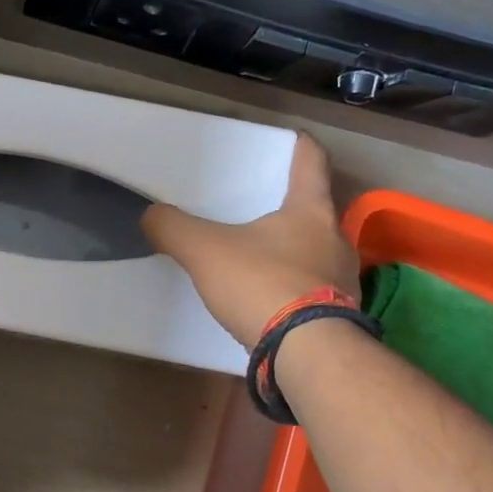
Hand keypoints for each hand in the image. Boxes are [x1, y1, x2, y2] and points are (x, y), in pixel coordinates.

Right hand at [142, 133, 361, 349]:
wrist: (307, 354)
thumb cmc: (263, 285)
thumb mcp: (205, 251)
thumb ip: (173, 228)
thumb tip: (149, 215)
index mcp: (311, 212)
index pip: (312, 163)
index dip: (300, 147)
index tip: (294, 137)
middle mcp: (336, 240)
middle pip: (316, 211)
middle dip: (292, 208)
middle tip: (263, 208)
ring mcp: (343, 281)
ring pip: (317, 253)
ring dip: (294, 251)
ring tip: (263, 258)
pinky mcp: (340, 316)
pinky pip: (314, 290)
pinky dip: (294, 288)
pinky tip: (271, 300)